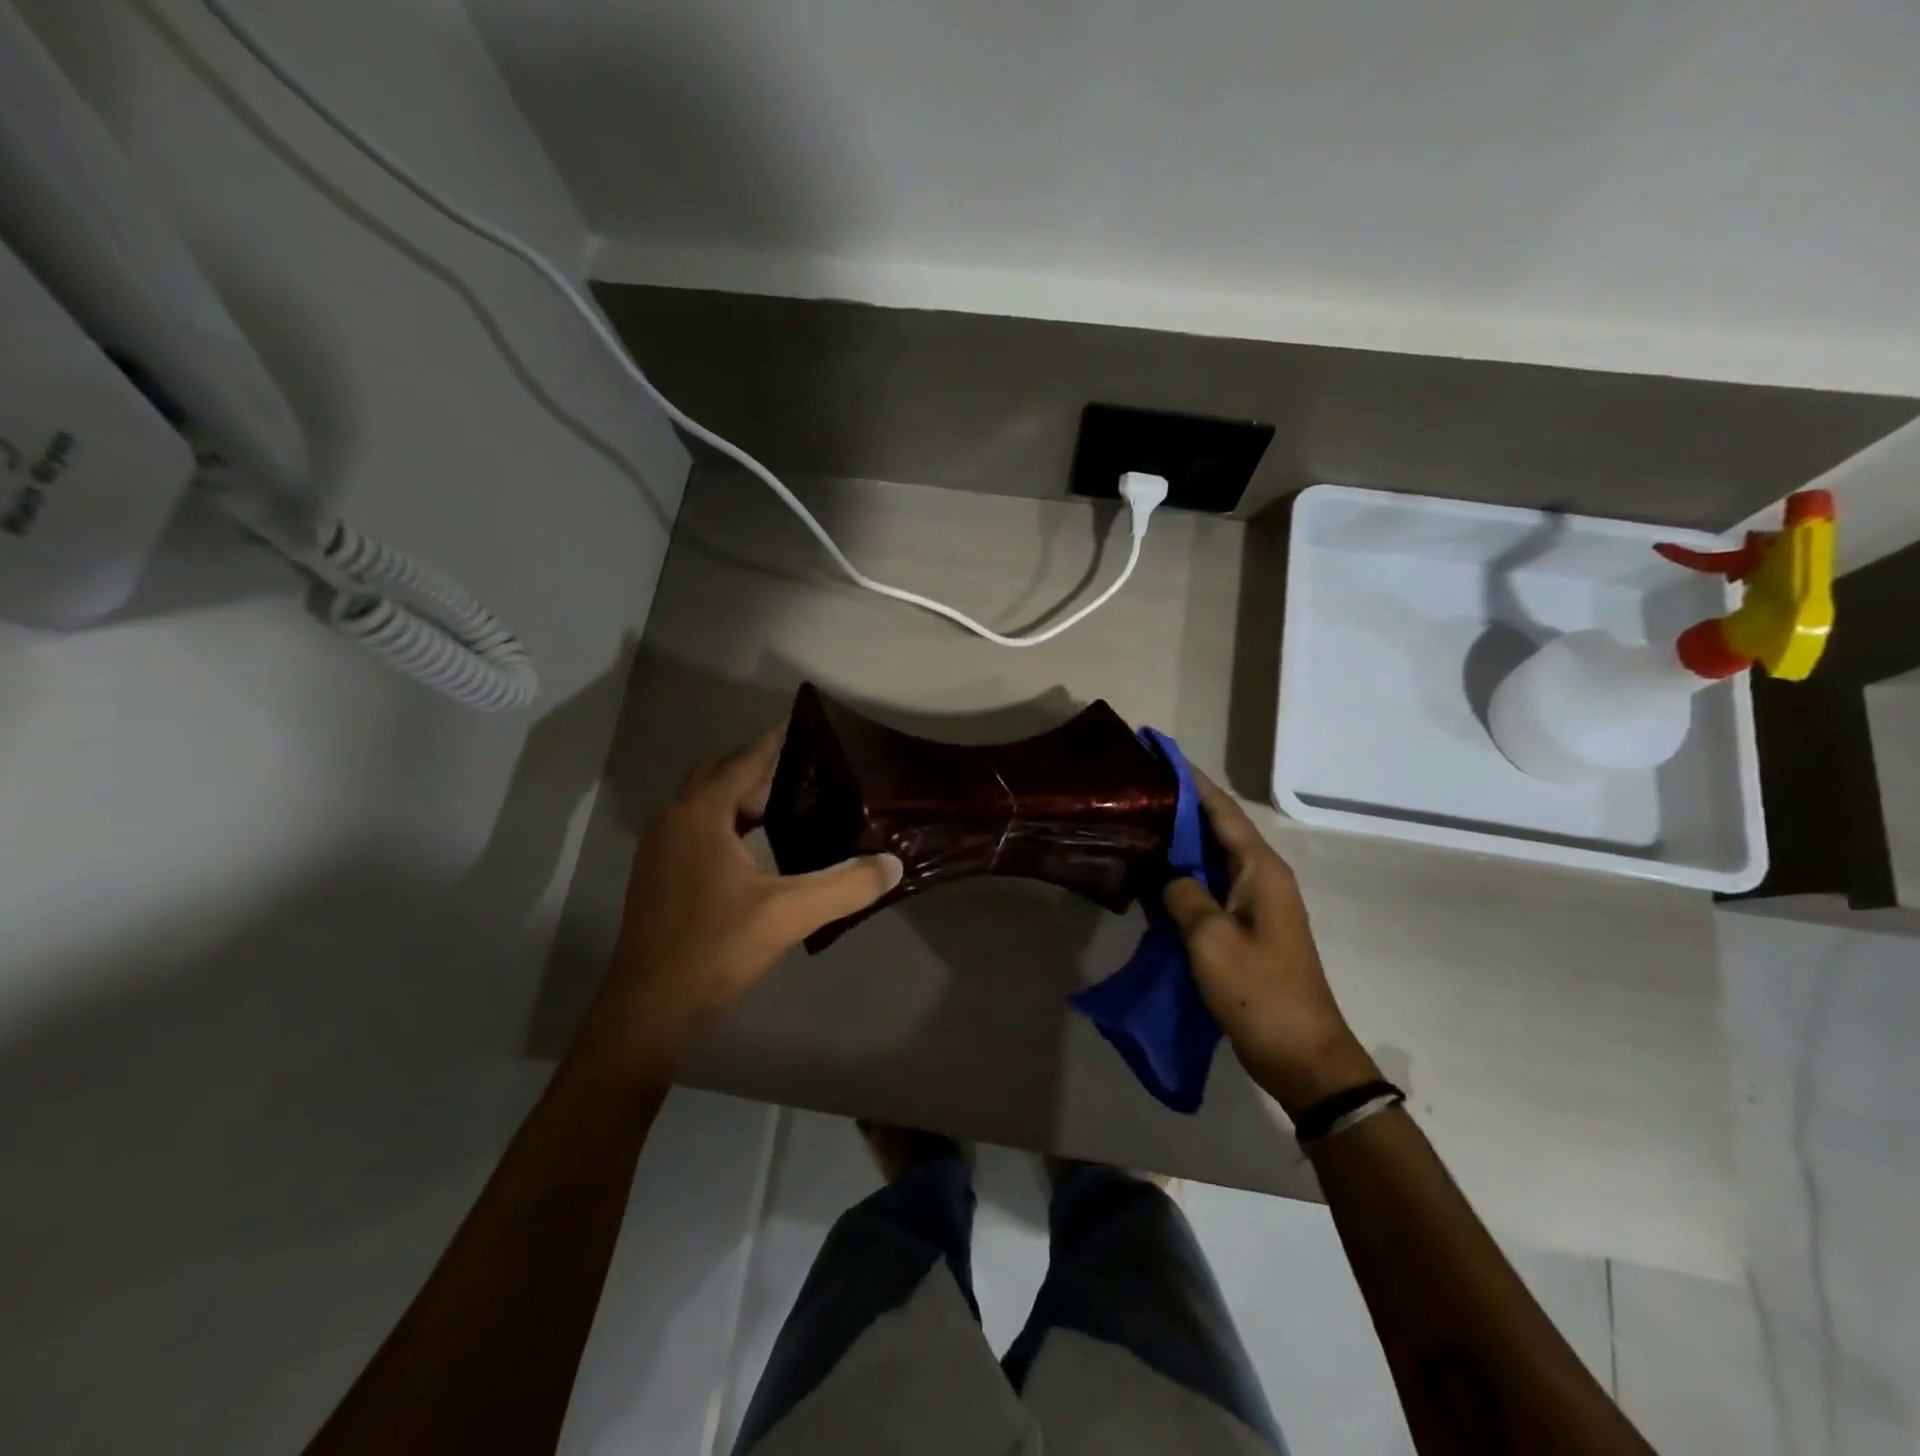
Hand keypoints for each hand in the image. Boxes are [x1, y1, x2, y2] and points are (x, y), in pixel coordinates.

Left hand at [576, 727, 902, 1074]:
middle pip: (723, 774)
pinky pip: (700, 826)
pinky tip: (762, 843)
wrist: (649, 1010)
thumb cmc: (715, 949)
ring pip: (709, 802)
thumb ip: (846, 884)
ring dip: (746, 795)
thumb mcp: (789, 913)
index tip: (813, 727)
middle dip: (764, 766)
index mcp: (699, 813)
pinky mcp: (660, 873)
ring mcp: (661, 847)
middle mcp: (674, 818)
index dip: (779, 740)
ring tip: (795, 800)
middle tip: (813, 768)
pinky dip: (731, 821)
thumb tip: (894, 863)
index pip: (746, 759)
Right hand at [1163, 772, 1379, 1117]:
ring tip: (1136, 823)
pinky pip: (1207, 889)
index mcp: (1260, 870)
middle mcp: (1260, 878)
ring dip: (1178, 842)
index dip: (1190, 780)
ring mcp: (1253, 905)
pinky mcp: (1243, 929)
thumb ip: (1184, 895)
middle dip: (1179, 806)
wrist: (1302, 1056)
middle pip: (1216, 829)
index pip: (1221, 810)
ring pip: (1209, 859)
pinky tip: (1150, 876)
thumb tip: (1169, 876)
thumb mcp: (1211, 939)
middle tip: (1135, 789)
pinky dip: (1181, 877)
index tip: (1158, 753)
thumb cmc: (1260, 992)